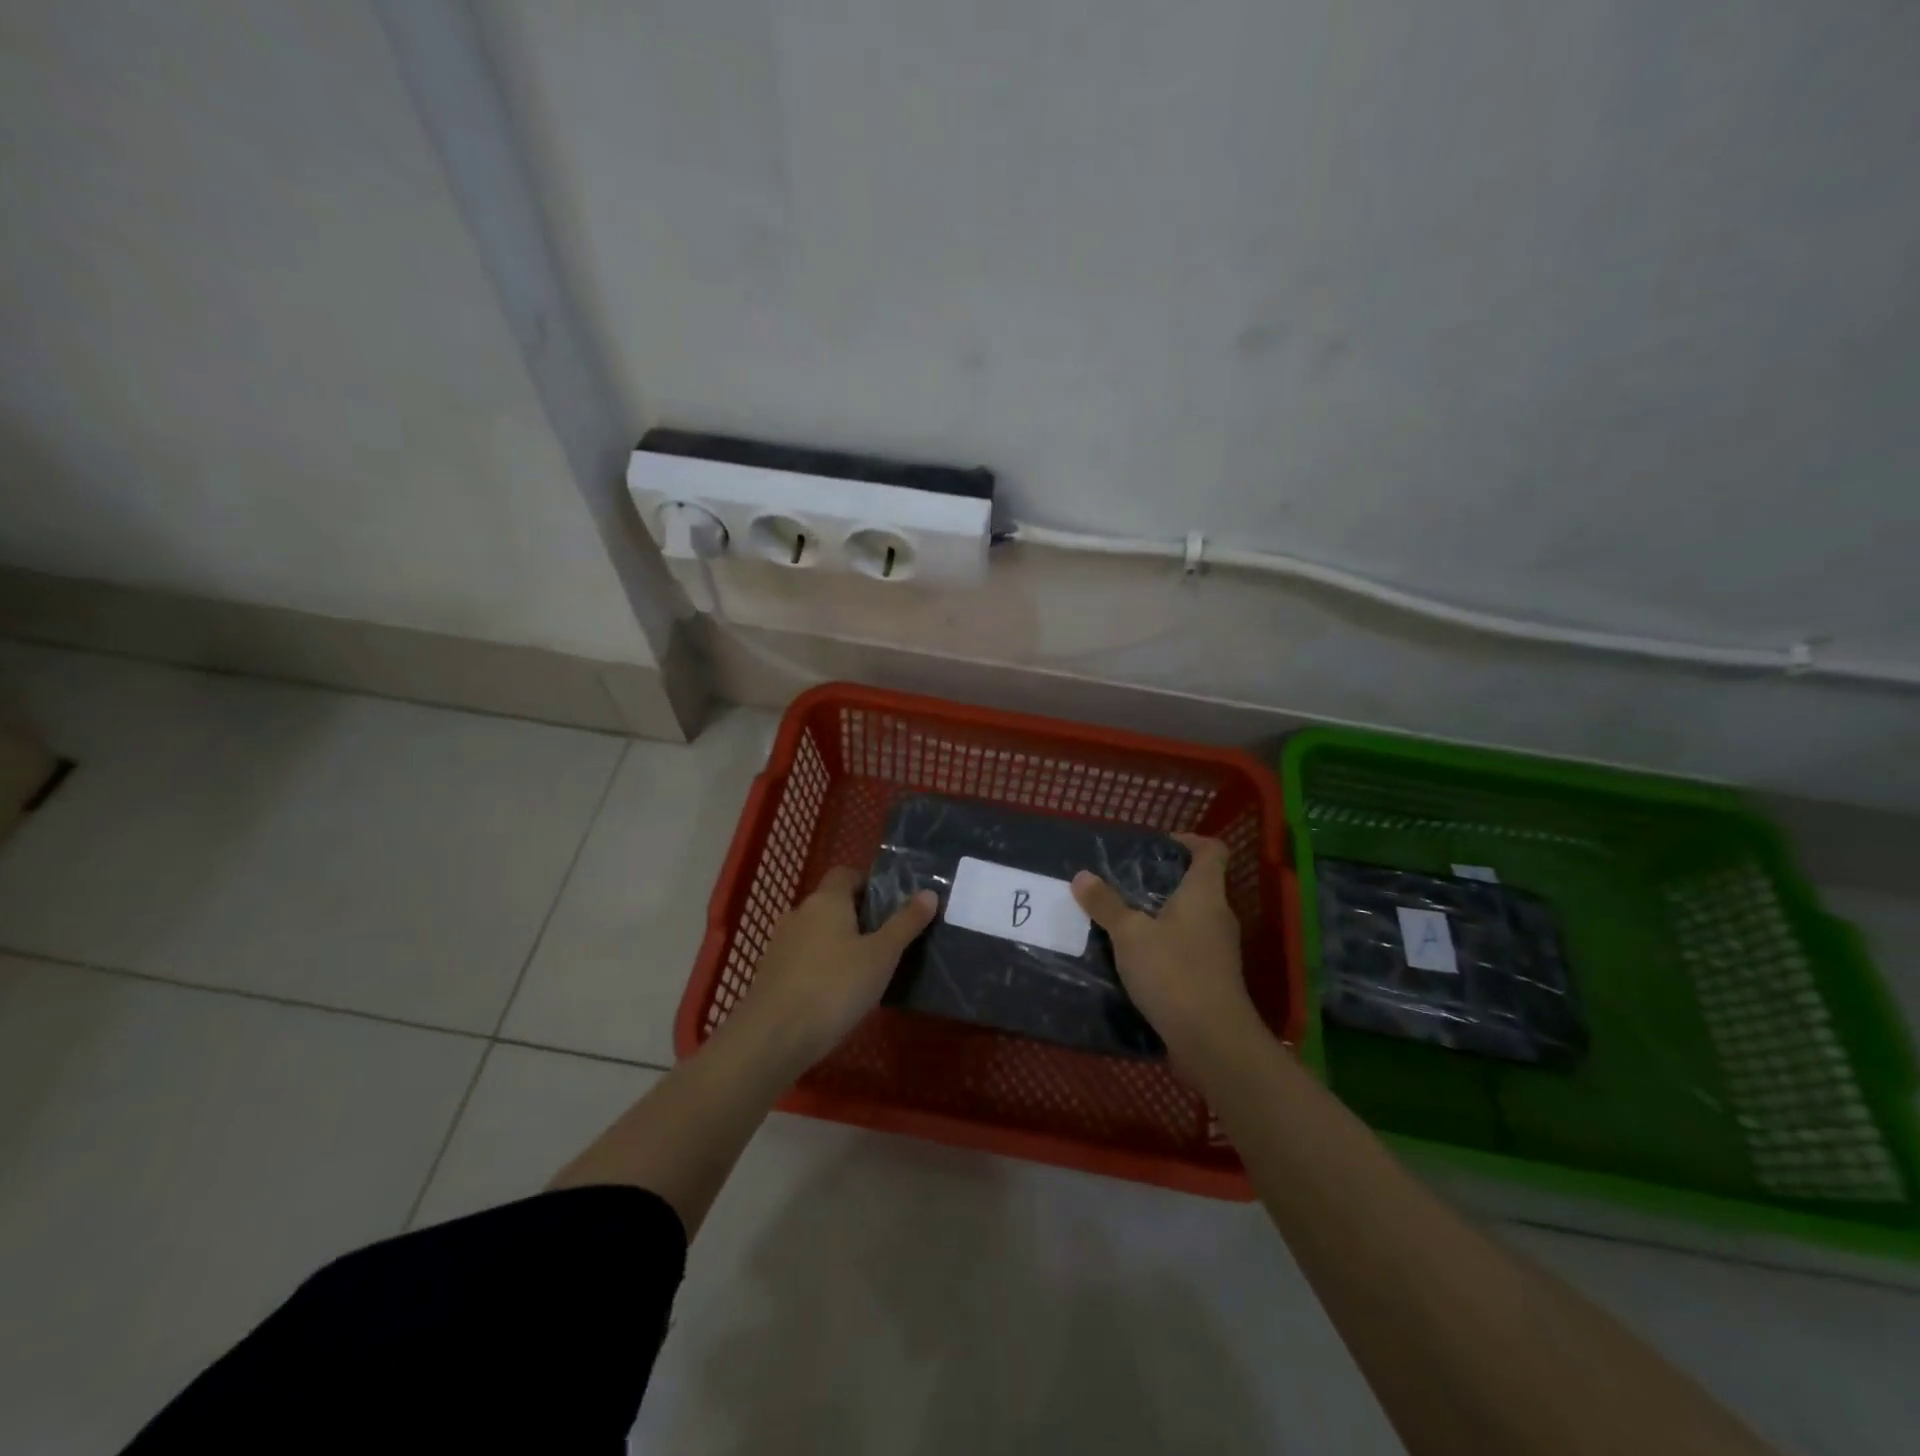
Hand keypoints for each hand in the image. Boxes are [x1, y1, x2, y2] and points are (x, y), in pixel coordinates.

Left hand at [734, 866, 936, 1073]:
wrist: (772, 1037)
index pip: (846, 874)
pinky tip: (836, 993)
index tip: (892, 906)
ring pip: (816, 932)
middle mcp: (800, 912)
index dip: (869, 884)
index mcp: (827, 899)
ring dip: (838, 943)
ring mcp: (780, 943)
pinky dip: (820, 966)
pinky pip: (803, 958)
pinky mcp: (770, 973)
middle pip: (832, 903)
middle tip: (886, 941)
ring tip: (864, 970)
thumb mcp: (881, 956)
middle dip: (858, 916)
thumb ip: (905, 923)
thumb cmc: (835, 987)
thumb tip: (929, 893)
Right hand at [1072, 833, 1260, 1070]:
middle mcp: (1218, 915)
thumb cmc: (1173, 972)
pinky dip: (1165, 944)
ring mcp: (1219, 949)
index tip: (1157, 846)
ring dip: (1161, 914)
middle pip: (1199, 884)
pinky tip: (1136, 957)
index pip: (1211, 850)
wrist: (1212, 1040)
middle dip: (1164, 880)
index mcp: (1205, 893)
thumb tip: (1082, 875)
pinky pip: (1187, 946)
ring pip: (1191, 918)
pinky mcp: (1212, 977)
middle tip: (1126, 882)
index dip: (1188, 841)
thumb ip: (1106, 904)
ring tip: (1124, 917)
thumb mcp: (1129, 934)